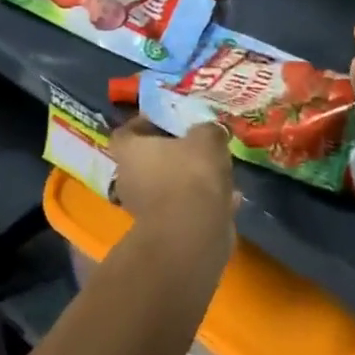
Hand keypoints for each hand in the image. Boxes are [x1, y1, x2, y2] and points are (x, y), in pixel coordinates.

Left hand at [105, 116, 236, 262]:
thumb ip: (208, 131)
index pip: (126, 131)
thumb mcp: (207, 138)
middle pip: (148, 160)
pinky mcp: (163, 231)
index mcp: (129, 151)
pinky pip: (183, 208)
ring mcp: (143, 208)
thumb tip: (210, 132)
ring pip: (167, 185)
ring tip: (219, 172)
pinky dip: (201, 203)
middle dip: (173, 154)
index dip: (146, 124)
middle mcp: (128, 179)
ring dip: (189, 181)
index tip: (170, 121)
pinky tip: (228, 198)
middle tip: (199, 145)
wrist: (191, 234)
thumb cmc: (190, 174)